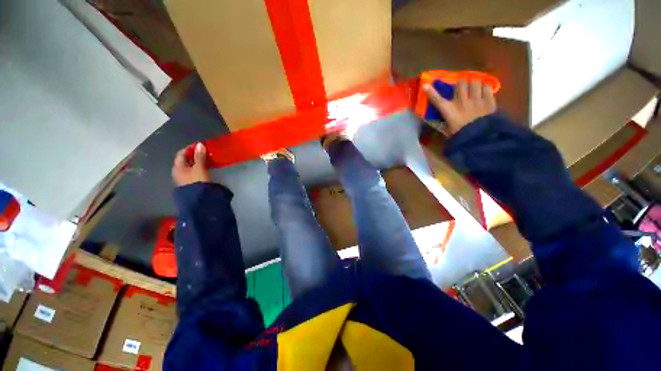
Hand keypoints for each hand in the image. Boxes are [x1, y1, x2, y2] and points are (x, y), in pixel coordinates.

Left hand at [172, 143, 209, 186]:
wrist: (199, 198)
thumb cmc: (197, 180)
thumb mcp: (200, 167)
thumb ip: (200, 156)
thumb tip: (200, 144)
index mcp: (177, 166)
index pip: (181, 153)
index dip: (190, 148)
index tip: (200, 146)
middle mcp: (178, 171)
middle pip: (185, 159)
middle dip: (195, 155)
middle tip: (205, 152)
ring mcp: (184, 177)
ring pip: (190, 165)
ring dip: (197, 161)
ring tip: (207, 159)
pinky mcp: (190, 182)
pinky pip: (193, 171)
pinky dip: (199, 167)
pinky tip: (206, 167)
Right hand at [423, 79, 496, 134]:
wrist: (479, 138)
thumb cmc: (460, 134)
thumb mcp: (448, 129)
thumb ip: (445, 121)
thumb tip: (443, 118)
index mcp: (449, 111)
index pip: (437, 99)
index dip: (430, 92)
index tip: (426, 86)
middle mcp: (461, 102)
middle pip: (461, 83)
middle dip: (461, 83)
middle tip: (463, 87)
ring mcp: (476, 100)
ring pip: (475, 82)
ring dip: (474, 84)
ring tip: (474, 88)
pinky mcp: (488, 100)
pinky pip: (487, 87)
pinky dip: (484, 88)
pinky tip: (483, 92)